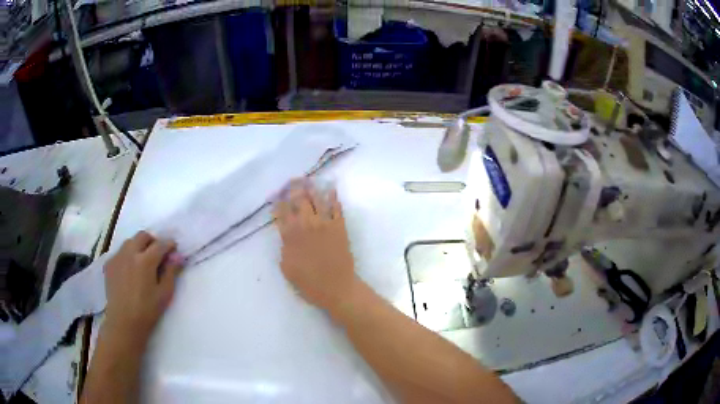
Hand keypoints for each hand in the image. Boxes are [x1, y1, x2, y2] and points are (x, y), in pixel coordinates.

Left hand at [103, 231, 183, 343]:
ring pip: (130, 242)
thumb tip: (177, 256)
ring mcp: (117, 257)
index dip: (169, 245)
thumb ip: (171, 272)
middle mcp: (130, 253)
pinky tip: (130, 270)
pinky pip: (120, 252)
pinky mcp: (109, 263)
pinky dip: (127, 256)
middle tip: (158, 254)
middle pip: (143, 236)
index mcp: (145, 260)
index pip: (160, 244)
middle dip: (152, 241)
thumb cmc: (147, 310)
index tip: (173, 249)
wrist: (124, 321)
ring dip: (139, 246)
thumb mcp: (164, 293)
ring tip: (142, 261)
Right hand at [274, 180, 356, 311]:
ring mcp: (324, 223)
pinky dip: (332, 196)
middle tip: (292, 181)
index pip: (281, 212)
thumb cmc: (308, 282)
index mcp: (290, 235)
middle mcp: (306, 224)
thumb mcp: (287, 267)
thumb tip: (285, 234)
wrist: (336, 287)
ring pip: (316, 199)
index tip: (276, 196)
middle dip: (293, 188)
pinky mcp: (339, 226)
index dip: (278, 202)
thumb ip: (284, 247)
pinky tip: (330, 188)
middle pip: (298, 199)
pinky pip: (336, 207)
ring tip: (307, 179)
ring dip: (311, 187)